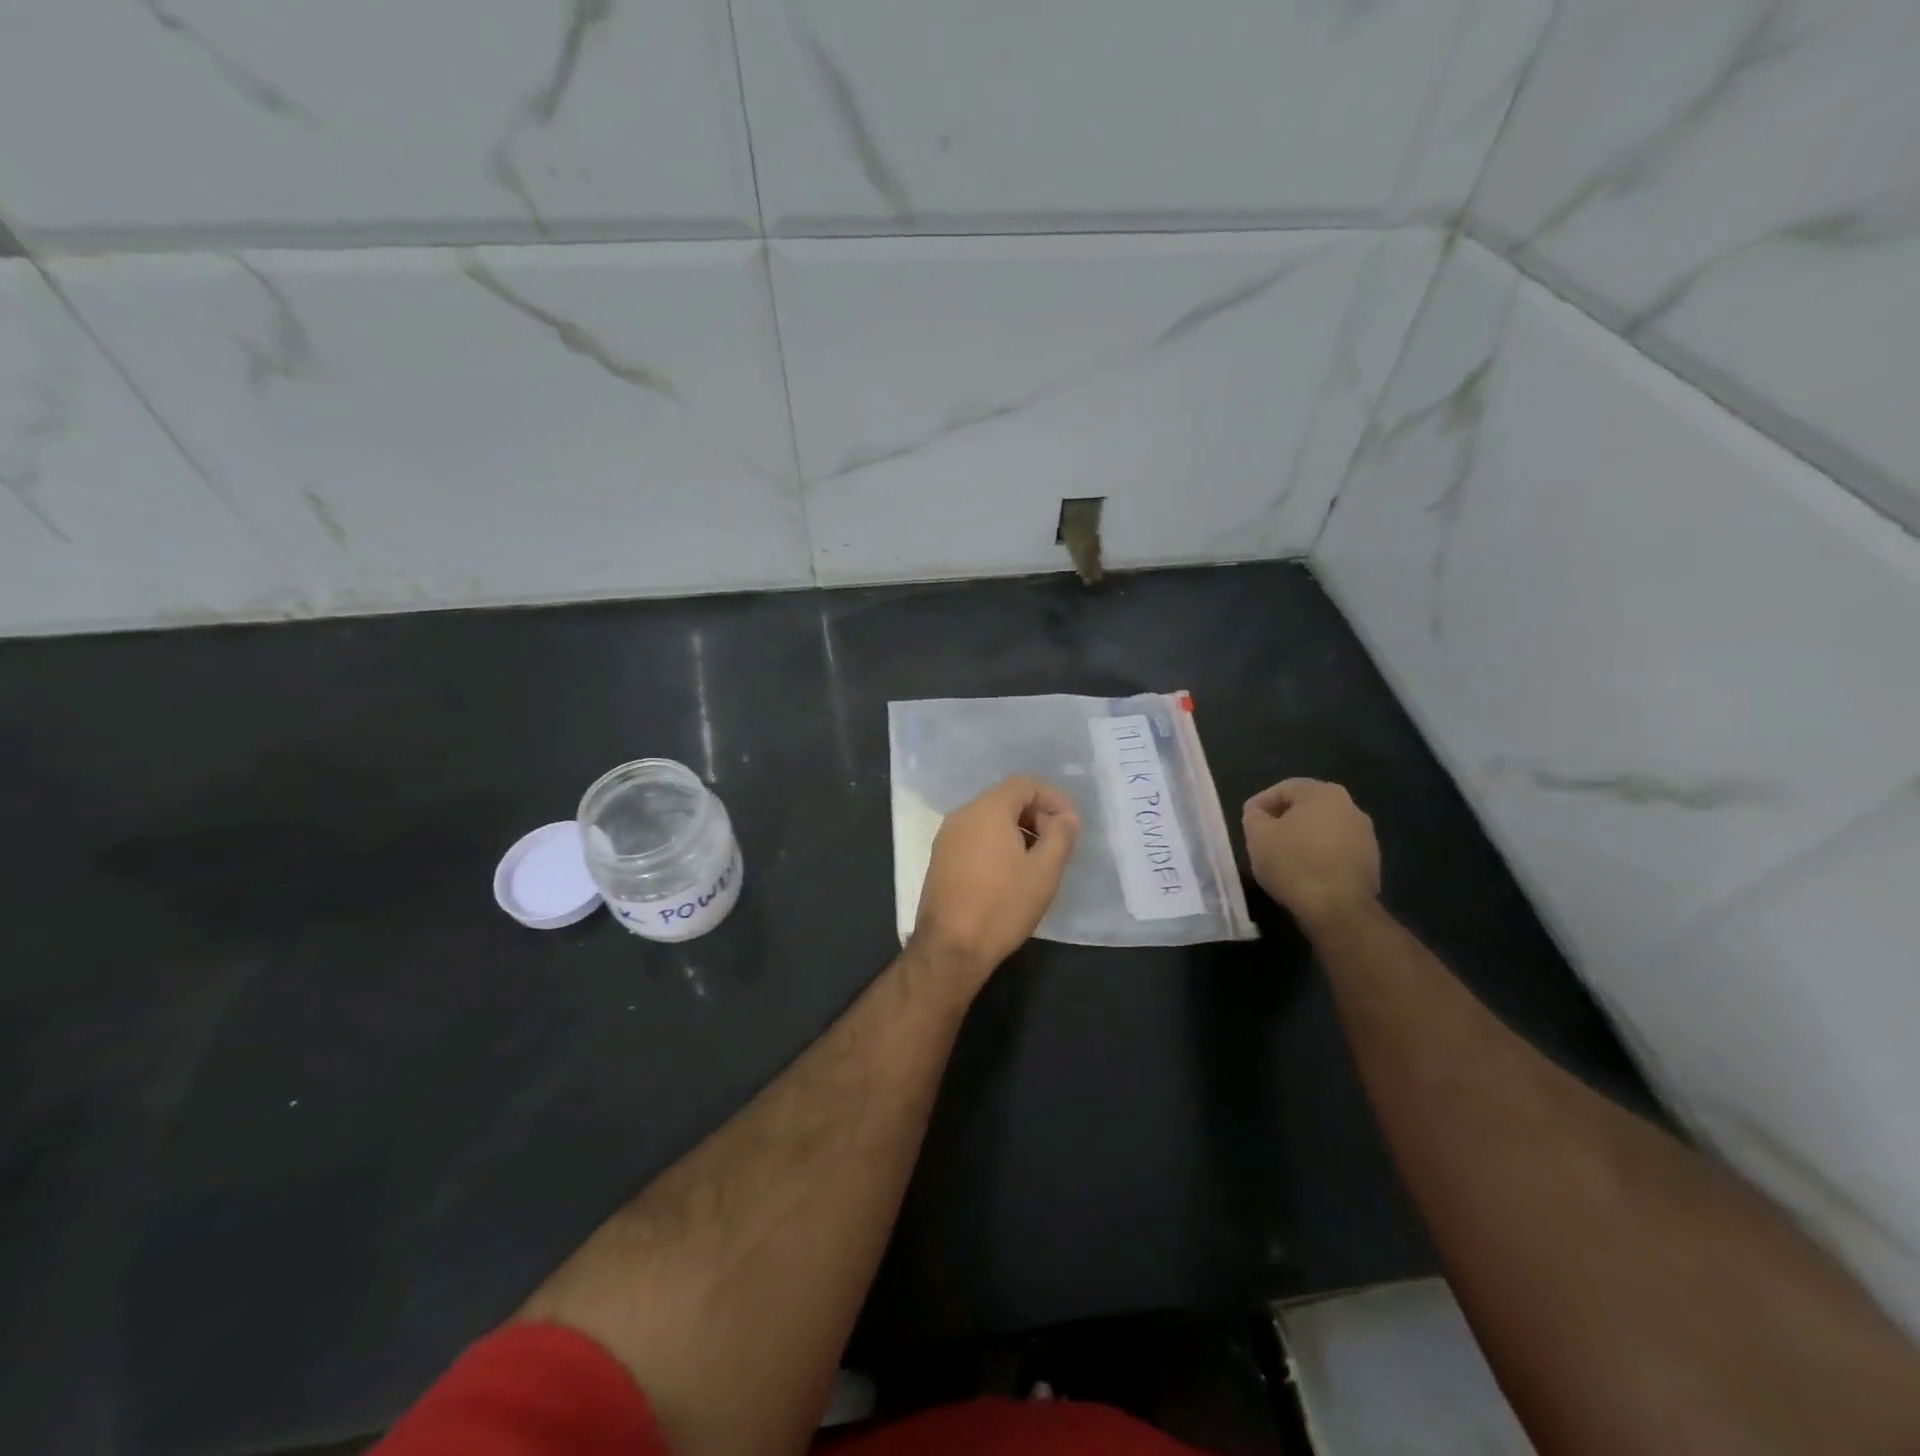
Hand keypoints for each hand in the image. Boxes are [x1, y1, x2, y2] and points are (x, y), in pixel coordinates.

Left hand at [911, 776, 1078, 989]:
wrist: (951, 947)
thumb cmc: (1002, 905)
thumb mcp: (1044, 871)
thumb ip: (1060, 836)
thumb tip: (1066, 817)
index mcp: (987, 810)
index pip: (1024, 784)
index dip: (1052, 798)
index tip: (1070, 824)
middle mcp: (962, 815)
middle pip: (1005, 799)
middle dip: (1035, 815)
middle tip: (1057, 844)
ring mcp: (946, 837)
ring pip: (988, 819)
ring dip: (1017, 831)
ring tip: (1037, 861)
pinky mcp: (940, 859)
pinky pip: (974, 837)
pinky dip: (996, 844)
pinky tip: (1010, 873)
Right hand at [1243, 778, 1380, 932]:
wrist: (1338, 909)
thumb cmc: (1294, 863)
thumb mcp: (1258, 836)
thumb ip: (1254, 816)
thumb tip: (1260, 814)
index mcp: (1323, 793)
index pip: (1284, 788)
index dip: (1260, 803)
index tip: (1247, 821)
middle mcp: (1350, 807)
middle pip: (1307, 807)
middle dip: (1283, 820)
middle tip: (1263, 837)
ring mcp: (1365, 836)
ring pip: (1323, 829)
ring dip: (1303, 838)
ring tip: (1283, 858)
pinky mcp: (1371, 862)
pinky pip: (1337, 850)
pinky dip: (1319, 855)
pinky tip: (1305, 873)